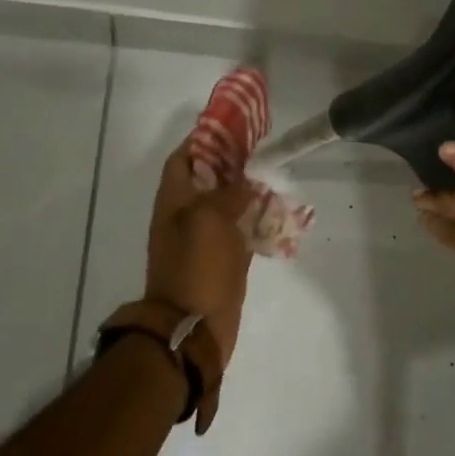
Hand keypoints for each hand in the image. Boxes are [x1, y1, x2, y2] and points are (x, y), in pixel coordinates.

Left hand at [145, 138, 254, 375]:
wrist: (193, 328)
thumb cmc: (197, 268)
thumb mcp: (209, 218)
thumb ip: (228, 193)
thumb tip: (246, 185)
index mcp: (174, 202)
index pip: (184, 159)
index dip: (203, 140)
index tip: (233, 127)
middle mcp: (187, 216)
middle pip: (208, 179)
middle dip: (232, 163)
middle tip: (262, 150)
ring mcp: (206, 240)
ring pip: (227, 205)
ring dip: (248, 191)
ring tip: (275, 177)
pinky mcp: (224, 261)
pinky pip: (241, 232)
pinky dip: (257, 221)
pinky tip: (280, 214)